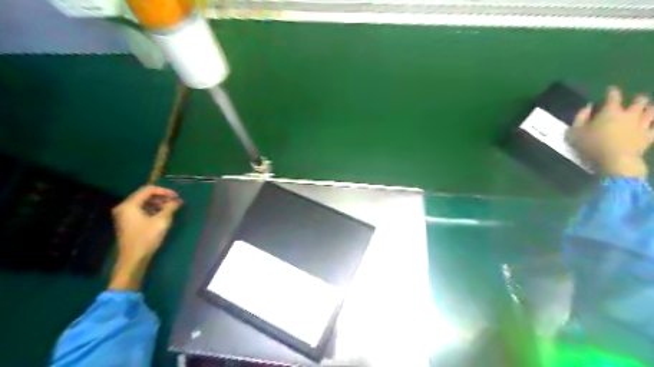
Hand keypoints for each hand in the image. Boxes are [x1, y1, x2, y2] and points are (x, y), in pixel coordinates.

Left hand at [108, 185, 181, 290]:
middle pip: (145, 195)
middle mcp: (124, 207)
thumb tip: (178, 200)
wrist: (133, 258)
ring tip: (170, 208)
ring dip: (158, 203)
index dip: (164, 191)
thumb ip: (170, 207)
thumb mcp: (162, 221)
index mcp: (130, 204)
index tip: (177, 197)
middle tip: (175, 202)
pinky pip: (141, 210)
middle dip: (161, 197)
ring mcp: (124, 215)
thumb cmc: (147, 238)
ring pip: (143, 202)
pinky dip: (152, 209)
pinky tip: (162, 215)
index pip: (148, 189)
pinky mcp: (127, 222)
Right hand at [568, 87, 653, 176]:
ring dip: (649, 109)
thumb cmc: (591, 145)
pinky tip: (653, 126)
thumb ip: (580, 117)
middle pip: (639, 101)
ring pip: (651, 112)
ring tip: (646, 110)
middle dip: (637, 99)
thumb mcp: (575, 132)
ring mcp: (641, 125)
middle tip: (633, 100)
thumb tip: (587, 106)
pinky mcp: (649, 137)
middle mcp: (629, 115)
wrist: (615, 160)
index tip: (610, 89)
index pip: (613, 96)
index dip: (611, 91)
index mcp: (610, 111)